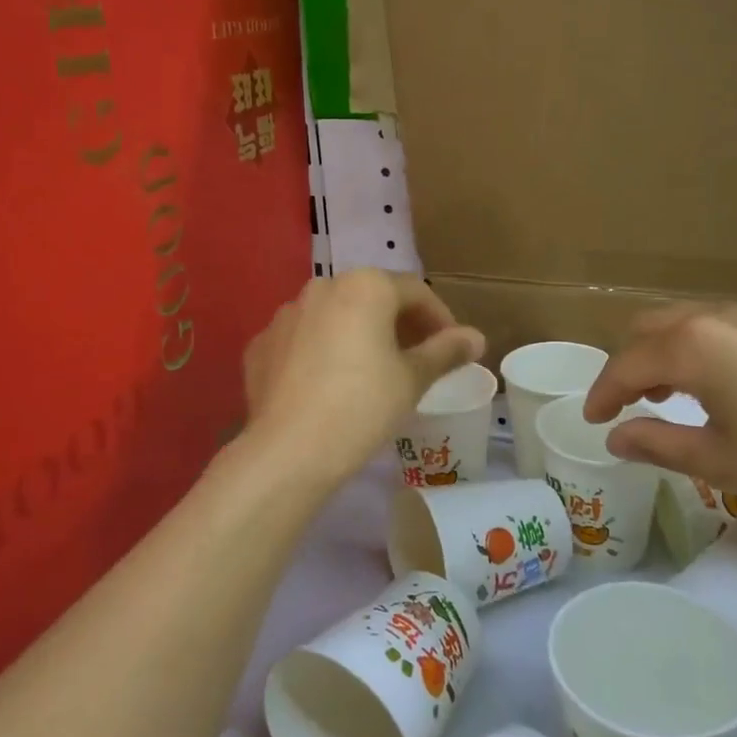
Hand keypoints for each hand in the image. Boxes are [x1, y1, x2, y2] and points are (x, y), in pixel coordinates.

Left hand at [242, 271, 485, 486]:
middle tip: (415, 359)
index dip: (439, 318)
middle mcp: (322, 287)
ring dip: (357, 335)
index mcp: (365, 286)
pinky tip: (327, 385)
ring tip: (370, 372)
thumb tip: (476, 337)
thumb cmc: (363, 406)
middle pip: (372, 298)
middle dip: (398, 324)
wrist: (289, 450)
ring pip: (334, 317)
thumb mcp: (412, 379)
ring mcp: (285, 315)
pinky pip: (302, 340)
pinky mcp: (260, 345)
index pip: (416, 291)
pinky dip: (320, 353)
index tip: (451, 349)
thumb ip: (446, 351)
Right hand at [582, 304, 736, 515]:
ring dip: (664, 355)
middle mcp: (716, 318)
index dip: (602, 395)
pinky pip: (722, 329)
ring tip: (669, 397)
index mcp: (690, 346)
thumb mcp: (717, 461)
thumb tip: (616, 437)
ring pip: (686, 324)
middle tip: (628, 405)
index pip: (625, 365)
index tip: (594, 421)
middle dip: (629, 365)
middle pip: (649, 328)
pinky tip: (722, 389)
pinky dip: (700, 351)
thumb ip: (656, 444)